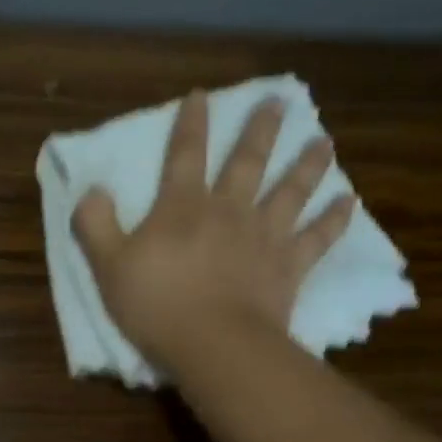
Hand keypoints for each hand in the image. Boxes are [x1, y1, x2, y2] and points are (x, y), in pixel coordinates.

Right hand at [72, 90, 354, 369]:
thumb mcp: (109, 265)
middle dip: (261, 130)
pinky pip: (317, 238)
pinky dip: (334, 219)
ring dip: (308, 164)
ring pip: (291, 191)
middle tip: (278, 102)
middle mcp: (228, 210)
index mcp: (183, 207)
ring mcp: (264, 236)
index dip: (191, 124)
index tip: (201, 96)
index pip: (185, 155)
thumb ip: (96, 224)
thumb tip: (93, 190)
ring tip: (324, 141)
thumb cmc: (157, 305)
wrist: (214, 345)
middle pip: (247, 162)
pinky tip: (348, 202)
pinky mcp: (289, 267)